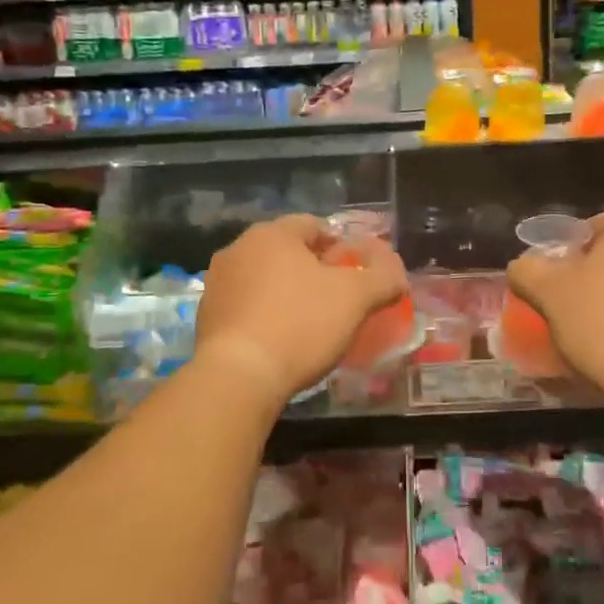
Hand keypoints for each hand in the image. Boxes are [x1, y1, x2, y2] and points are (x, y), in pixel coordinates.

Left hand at [193, 214, 407, 409]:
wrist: (237, 377)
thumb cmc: (300, 324)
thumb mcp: (356, 298)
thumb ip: (383, 278)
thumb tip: (397, 274)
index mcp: (272, 234)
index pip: (313, 225)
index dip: (340, 246)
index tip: (356, 273)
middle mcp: (238, 249)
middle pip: (286, 251)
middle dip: (312, 269)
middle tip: (337, 299)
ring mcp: (217, 283)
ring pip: (263, 278)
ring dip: (286, 292)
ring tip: (309, 323)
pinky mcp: (205, 317)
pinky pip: (245, 306)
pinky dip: (264, 315)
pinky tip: (280, 341)